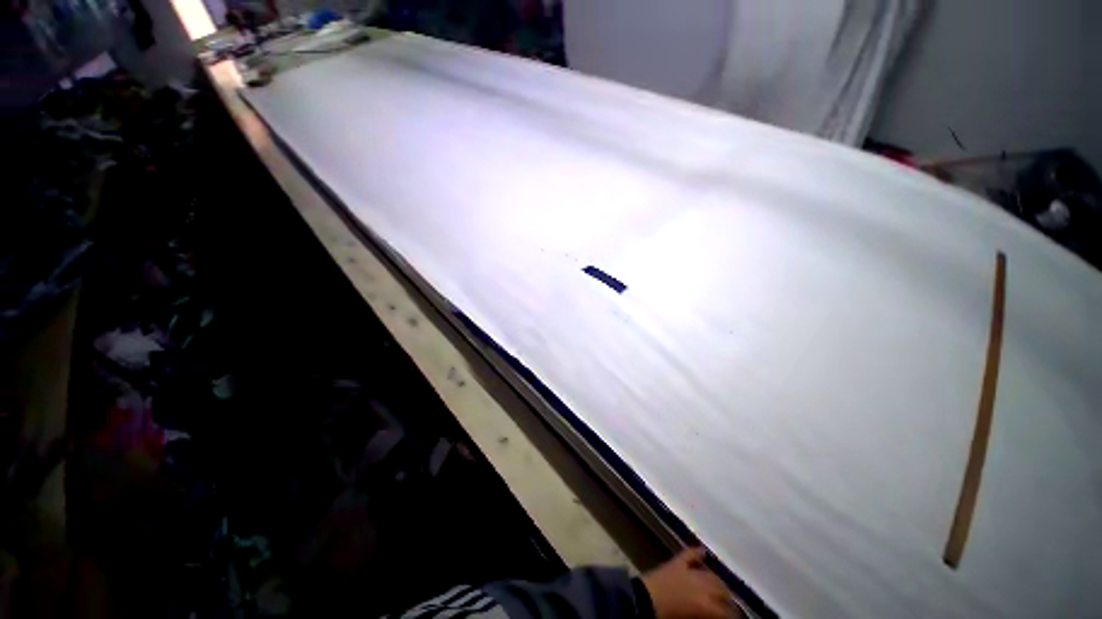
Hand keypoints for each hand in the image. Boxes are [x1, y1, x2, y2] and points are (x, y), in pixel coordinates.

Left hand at [642, 547, 739, 618]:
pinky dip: (696, 552)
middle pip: (722, 591)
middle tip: (730, 608)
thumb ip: (708, 615)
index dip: (733, 616)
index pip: (728, 613)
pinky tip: (703, 551)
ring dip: (717, 582)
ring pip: (710, 575)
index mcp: (708, 606)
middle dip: (728, 600)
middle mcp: (703, 586)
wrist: (644, 602)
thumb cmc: (669, 617)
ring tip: (721, 590)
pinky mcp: (676, 563)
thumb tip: (717, 614)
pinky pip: (688, 555)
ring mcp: (689, 572)